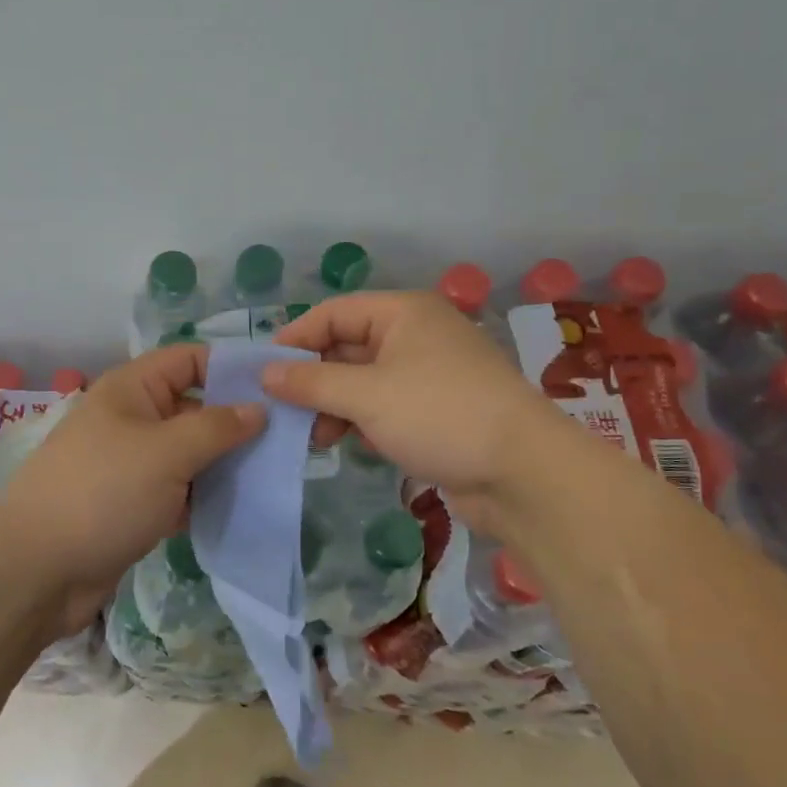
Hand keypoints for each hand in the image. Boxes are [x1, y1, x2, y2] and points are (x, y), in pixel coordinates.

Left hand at [0, 345, 263, 636]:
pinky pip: (178, 489)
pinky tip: (240, 506)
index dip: (232, 368)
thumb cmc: (104, 493)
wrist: (37, 570)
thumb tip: (258, 409)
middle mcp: (132, 418)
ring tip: (273, 473)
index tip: (278, 388)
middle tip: (289, 437)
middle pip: (194, 406)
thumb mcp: (167, 451)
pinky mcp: (133, 503)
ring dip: (224, 463)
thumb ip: (217, 427)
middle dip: (236, 421)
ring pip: (189, 452)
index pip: (190, 360)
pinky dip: (204, 496)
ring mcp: (131, 463)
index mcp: (132, 389)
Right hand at [266, 291, 552, 529]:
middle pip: (347, 346)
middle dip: (314, 378)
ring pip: (364, 381)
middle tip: (283, 411)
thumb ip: (312, 382)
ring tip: (314, 437)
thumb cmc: (440, 415)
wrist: (525, 474)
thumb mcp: (367, 395)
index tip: (261, 371)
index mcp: (403, 313)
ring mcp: (428, 374)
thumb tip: (266, 373)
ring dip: (335, 405)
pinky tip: (348, 445)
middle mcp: (415, 335)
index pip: (333, 313)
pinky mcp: (436, 411)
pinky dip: (361, 421)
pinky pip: (385, 406)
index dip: (295, 338)